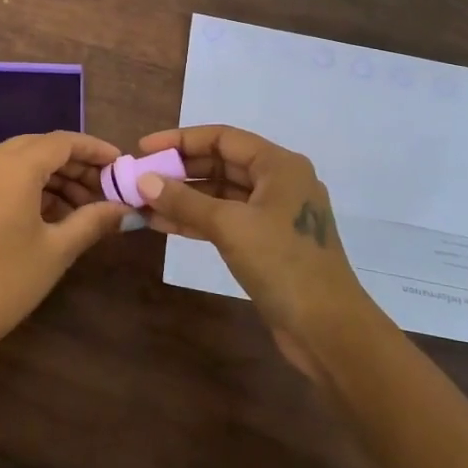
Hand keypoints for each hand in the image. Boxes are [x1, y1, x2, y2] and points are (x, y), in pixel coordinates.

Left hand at [0, 131, 129, 376]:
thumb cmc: (5, 282)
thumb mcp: (57, 250)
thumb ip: (94, 220)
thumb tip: (127, 209)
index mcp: (12, 166)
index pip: (62, 141)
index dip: (95, 150)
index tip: (121, 164)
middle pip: (41, 148)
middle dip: (76, 166)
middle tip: (107, 190)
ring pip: (21, 160)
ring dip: (54, 177)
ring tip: (86, 208)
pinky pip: (2, 175)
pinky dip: (29, 186)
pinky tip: (54, 213)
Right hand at [134, 125, 376, 378]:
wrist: (328, 330)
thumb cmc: (282, 264)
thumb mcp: (229, 226)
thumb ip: (185, 200)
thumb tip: (143, 181)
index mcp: (279, 165)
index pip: (222, 138)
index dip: (180, 140)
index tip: (144, 149)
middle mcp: (279, 182)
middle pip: (221, 163)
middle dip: (179, 170)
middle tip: (139, 178)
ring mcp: (274, 214)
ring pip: (220, 194)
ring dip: (183, 197)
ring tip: (142, 202)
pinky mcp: (267, 242)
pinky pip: (225, 219)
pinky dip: (196, 220)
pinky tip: (163, 224)